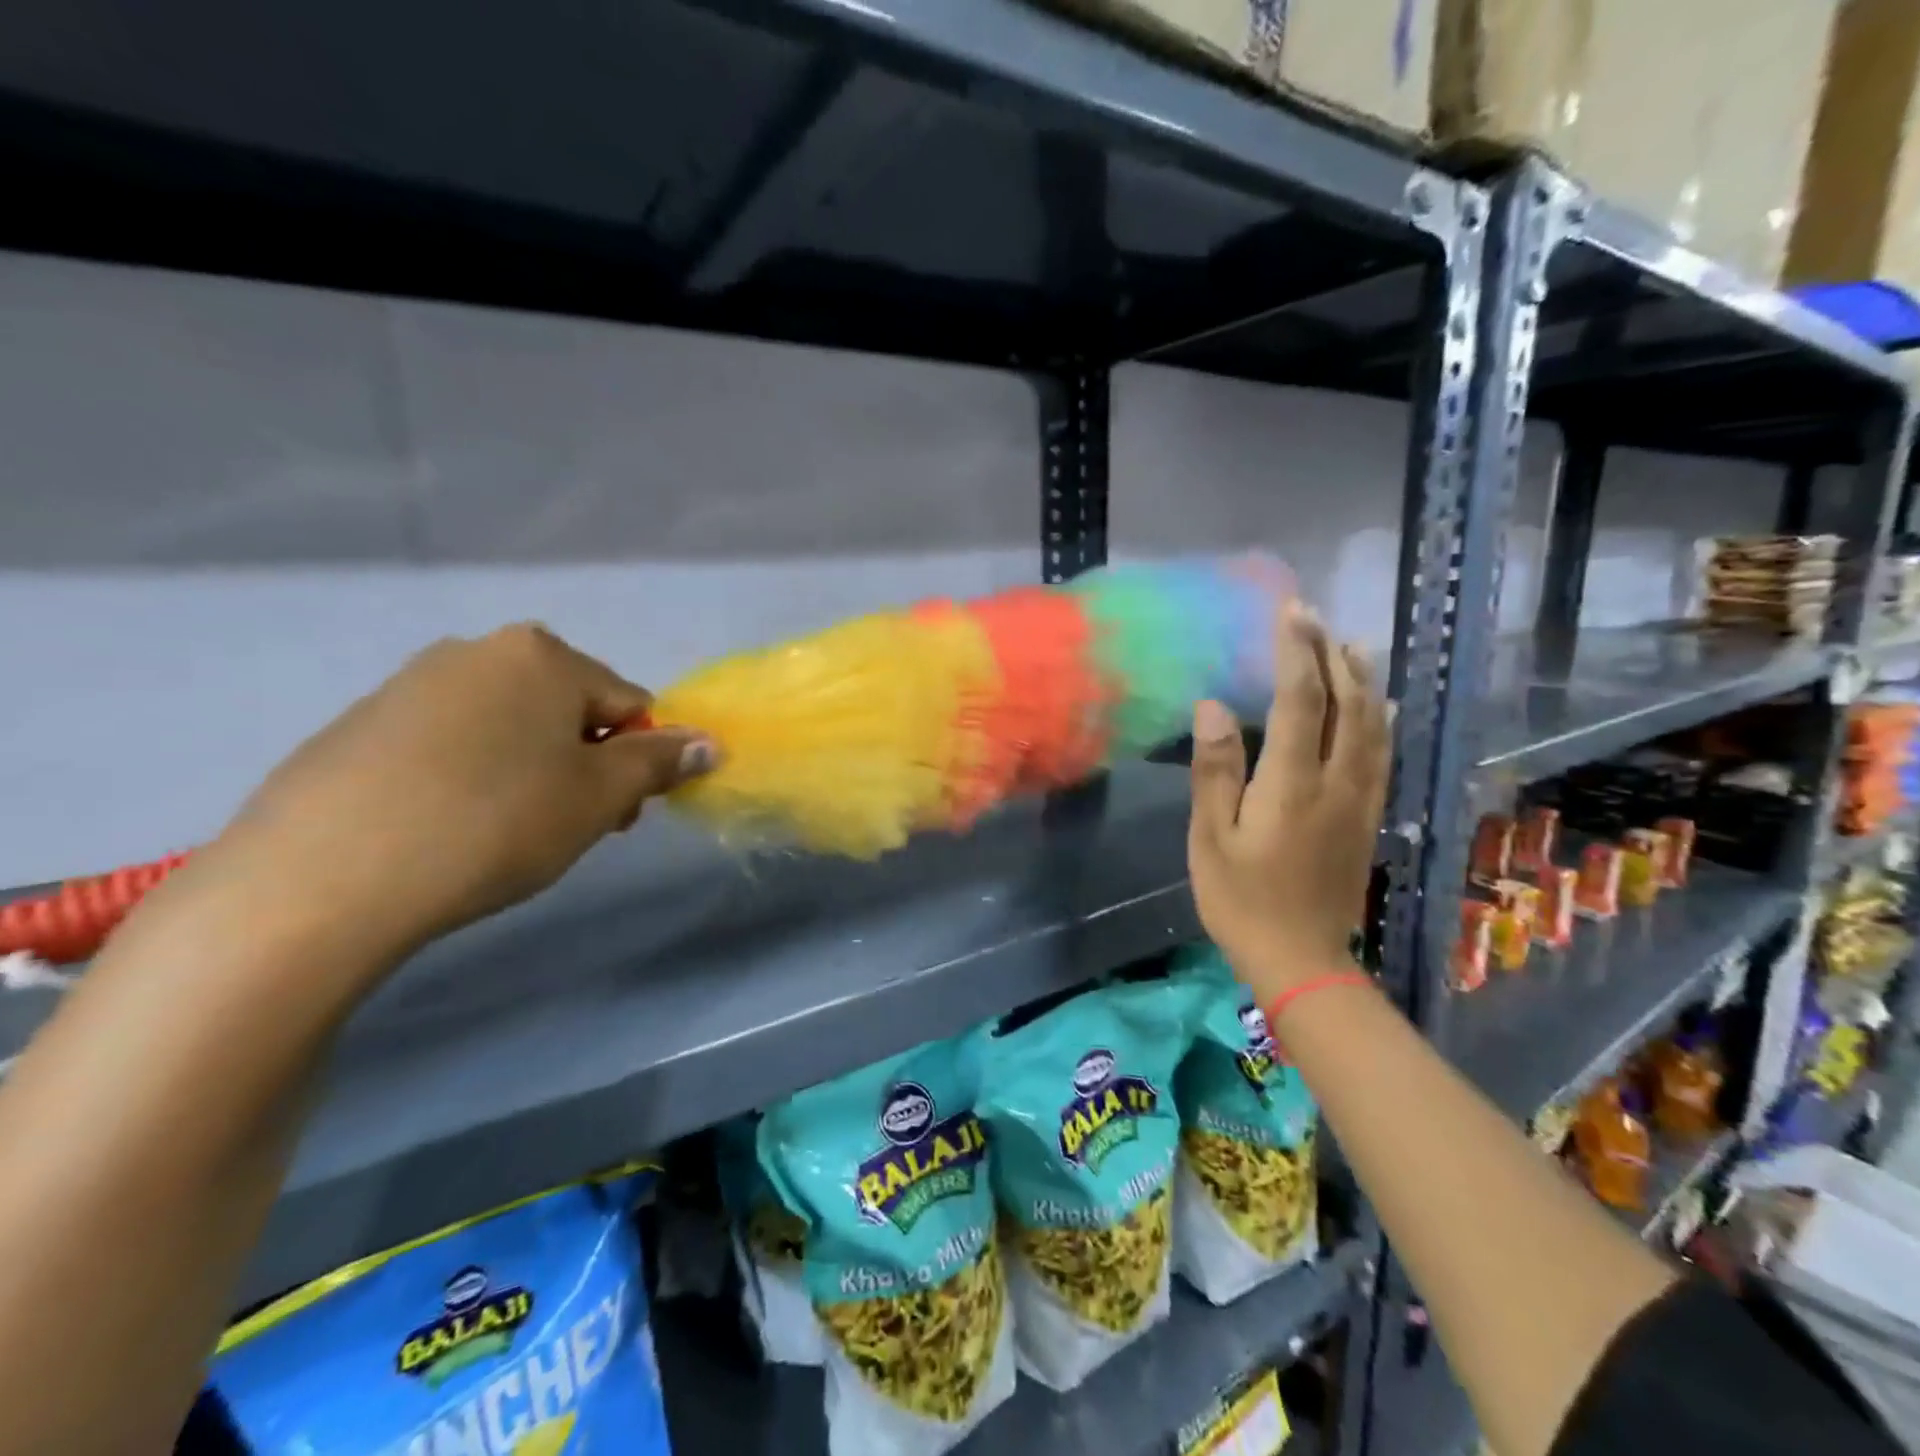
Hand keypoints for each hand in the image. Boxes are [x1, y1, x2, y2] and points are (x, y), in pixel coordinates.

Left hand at [202, 624, 715, 960]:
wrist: (323, 877)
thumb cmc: (496, 822)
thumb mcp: (599, 797)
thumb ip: (661, 762)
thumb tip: (711, 742)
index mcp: (543, 655)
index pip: (628, 703)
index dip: (636, 761)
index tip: (616, 815)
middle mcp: (478, 651)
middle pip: (568, 709)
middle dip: (584, 764)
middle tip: (567, 826)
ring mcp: (412, 682)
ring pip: (510, 725)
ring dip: (532, 769)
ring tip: (504, 830)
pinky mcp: (362, 723)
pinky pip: (451, 742)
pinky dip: (471, 775)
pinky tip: (448, 824)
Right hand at [1187, 604, 1388, 1003]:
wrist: (1301, 959)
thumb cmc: (1241, 899)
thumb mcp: (1211, 837)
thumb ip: (1216, 770)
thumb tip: (1213, 706)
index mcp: (1293, 783)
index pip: (1299, 700)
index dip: (1296, 653)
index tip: (1290, 613)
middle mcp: (1336, 781)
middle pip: (1344, 704)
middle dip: (1331, 655)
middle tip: (1315, 619)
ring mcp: (1361, 800)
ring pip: (1372, 726)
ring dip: (1362, 680)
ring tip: (1352, 646)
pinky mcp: (1369, 818)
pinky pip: (1382, 755)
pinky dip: (1380, 720)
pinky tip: (1378, 706)